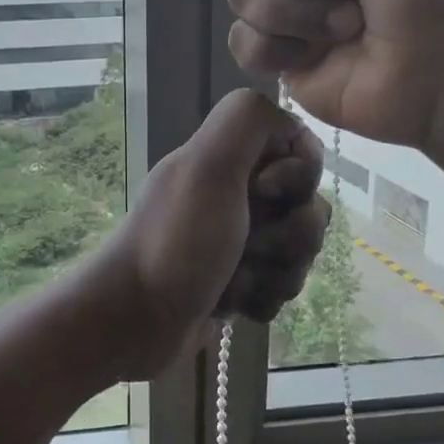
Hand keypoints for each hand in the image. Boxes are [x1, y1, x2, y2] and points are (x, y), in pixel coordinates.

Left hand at [105, 89, 330, 365]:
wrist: (135, 322)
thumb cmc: (176, 243)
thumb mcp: (207, 167)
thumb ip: (246, 121)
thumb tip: (288, 121)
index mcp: (228, 159)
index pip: (300, 150)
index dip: (297, 176)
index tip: (263, 193)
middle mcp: (235, 194)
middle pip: (308, 205)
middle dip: (290, 236)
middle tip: (249, 247)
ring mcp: (237, 240)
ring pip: (299, 251)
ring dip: (276, 272)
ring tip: (235, 283)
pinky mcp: (239, 282)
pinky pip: (281, 286)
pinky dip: (262, 298)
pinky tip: (234, 305)